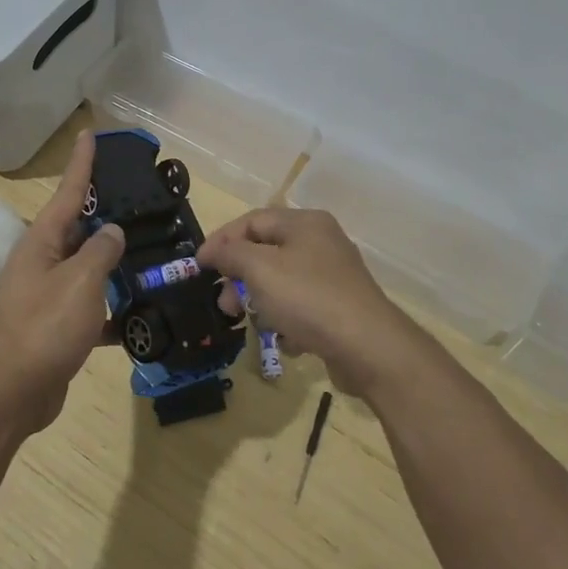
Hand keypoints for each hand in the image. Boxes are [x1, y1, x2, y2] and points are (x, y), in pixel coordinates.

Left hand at [0, 131, 124, 430]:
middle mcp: (40, 261)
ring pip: (85, 267)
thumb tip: (112, 232)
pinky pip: (87, 304)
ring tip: (146, 250)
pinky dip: (108, 307)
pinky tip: (137, 314)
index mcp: (41, 242)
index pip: (67, 192)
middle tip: (135, 198)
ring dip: (110, 262)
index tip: (88, 133)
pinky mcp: (54, 324)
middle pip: (76, 228)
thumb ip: (101, 251)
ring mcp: (46, 294)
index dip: (81, 163)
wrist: (13, 392)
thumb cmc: (47, 327)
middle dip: (103, 213)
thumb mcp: (81, 281)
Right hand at [198, 207, 422, 398]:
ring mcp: (333, 276)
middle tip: (225, 304)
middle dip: (240, 278)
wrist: (369, 347)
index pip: (252, 221)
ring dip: (261, 303)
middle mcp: (322, 242)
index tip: (198, 267)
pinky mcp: (340, 308)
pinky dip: (288, 321)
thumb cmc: (308, 298)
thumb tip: (213, 250)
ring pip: (281, 283)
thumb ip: (231, 254)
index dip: (221, 240)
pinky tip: (288, 340)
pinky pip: (301, 307)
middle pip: (266, 252)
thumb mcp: (260, 270)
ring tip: (255, 325)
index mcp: (305, 223)